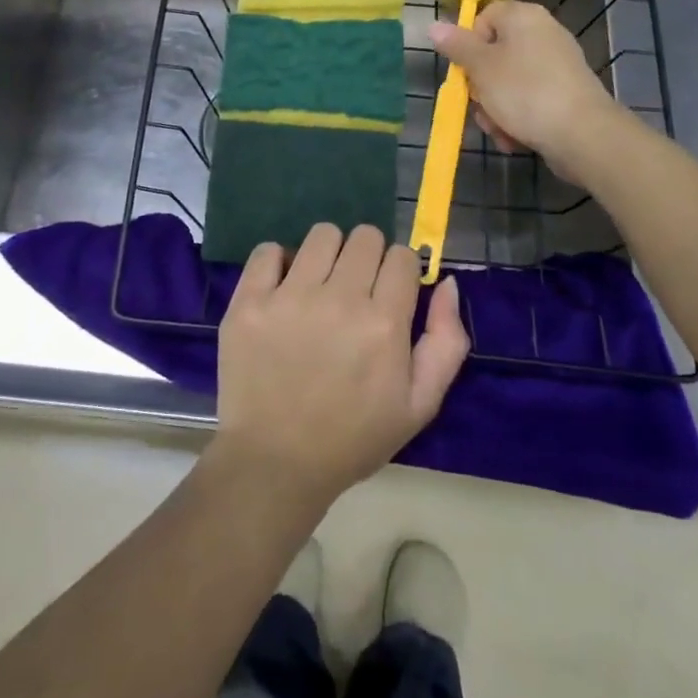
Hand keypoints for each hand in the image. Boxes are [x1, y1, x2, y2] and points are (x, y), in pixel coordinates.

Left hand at [211, 224, 470, 509]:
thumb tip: (448, 282)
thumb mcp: (419, 405)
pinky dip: (277, 262)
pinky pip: (267, 250)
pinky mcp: (249, 301)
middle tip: (355, 290)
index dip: (400, 271)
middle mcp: (339, 300)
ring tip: (319, 285)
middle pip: (365, 236)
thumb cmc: (353, 437)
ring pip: (322, 234)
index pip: (402, 256)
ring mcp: (289, 297)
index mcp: (384, 324)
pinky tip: (282, 288)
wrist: (276, 462)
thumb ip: (446, 341)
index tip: (389, 292)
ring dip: (327, 253)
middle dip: (367, 257)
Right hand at [430, 0, 625, 179]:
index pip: (484, 17)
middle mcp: (543, 33)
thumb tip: (434, 25)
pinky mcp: (565, 93)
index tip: (465, 70)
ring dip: (496, 108)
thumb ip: (456, 46)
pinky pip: (529, 99)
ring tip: (499, 129)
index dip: (468, 43)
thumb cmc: (524, 92)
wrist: (582, 134)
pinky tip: (515, 138)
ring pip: (508, 82)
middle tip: (480, 105)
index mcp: (523, 17)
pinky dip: (518, 117)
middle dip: (481, 86)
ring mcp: (557, 64)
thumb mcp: (481, 67)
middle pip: (494, 54)